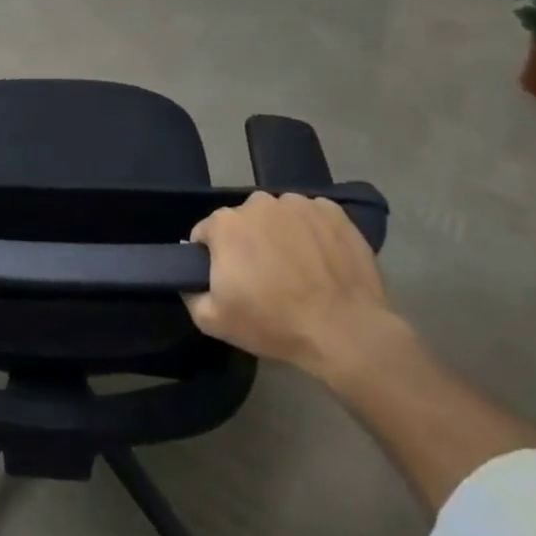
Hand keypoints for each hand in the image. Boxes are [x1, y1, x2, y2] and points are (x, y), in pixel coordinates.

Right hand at [186, 192, 398, 378]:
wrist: (346, 331)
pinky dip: (313, 233)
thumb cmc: (274, 324)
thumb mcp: (213, 321)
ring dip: (281, 235)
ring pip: (279, 217)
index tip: (229, 281)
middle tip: (265, 278)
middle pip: (244, 221)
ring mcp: (298, 204)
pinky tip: (323, 261)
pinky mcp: (333, 212)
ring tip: (298, 270)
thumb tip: (189, 280)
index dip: (213, 258)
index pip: (206, 233)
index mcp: (225, 223)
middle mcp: (258, 203)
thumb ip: (190, 294)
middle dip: (249, 243)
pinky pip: (312, 217)